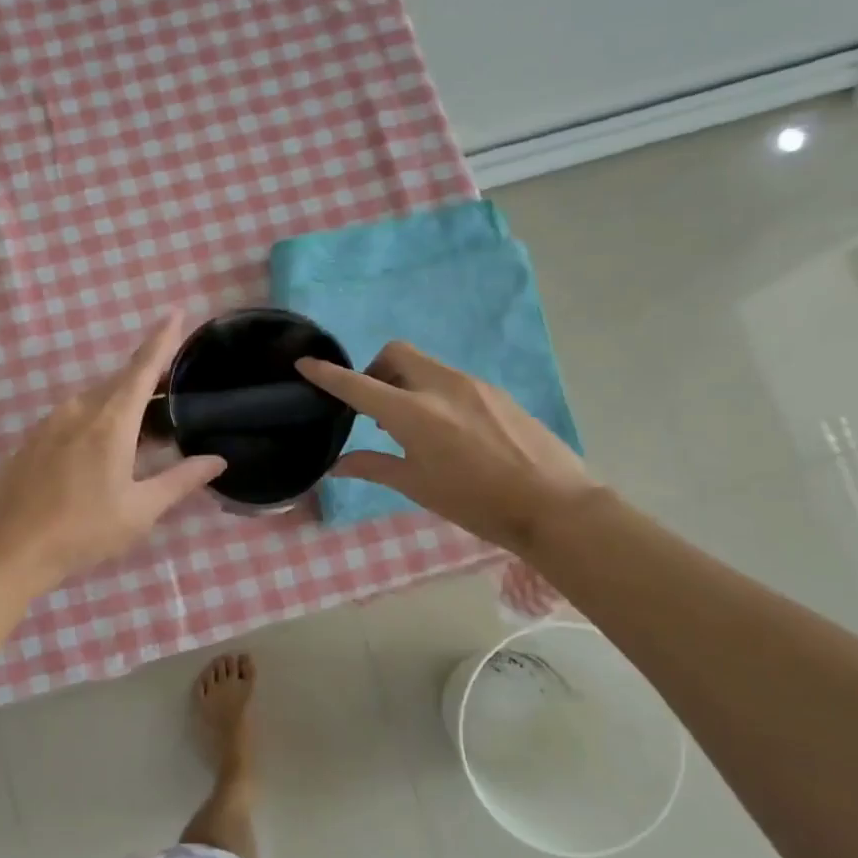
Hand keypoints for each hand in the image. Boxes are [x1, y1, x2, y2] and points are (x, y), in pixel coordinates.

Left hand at [0, 313, 225, 586]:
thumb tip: (216, 460)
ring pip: (97, 400)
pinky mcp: (33, 439)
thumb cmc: (81, 531)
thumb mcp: (139, 510)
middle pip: (121, 383)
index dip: (162, 339)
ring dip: (124, 408)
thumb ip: (180, 480)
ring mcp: (51, 422)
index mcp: (110, 421)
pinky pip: (75, 416)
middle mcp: (79, 410)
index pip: (143, 368)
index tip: (176, 311)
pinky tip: (105, 454)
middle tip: (176, 403)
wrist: (6, 549)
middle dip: (149, 384)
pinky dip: (99, 421)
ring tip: (146, 437)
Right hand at [297, 342, 602, 551]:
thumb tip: (337, 465)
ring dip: (404, 380)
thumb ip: (374, 467)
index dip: (328, 374)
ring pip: (425, 364)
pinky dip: (431, 390)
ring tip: (410, 423)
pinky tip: (445, 428)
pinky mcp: (495, 391)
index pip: (359, 385)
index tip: (305, 363)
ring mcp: (472, 384)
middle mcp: (441, 387)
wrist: (551, 504)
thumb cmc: (475, 502)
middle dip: (374, 369)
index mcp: (414, 414)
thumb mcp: (418, 487)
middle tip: (374, 407)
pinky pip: (450, 378)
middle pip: (395, 353)